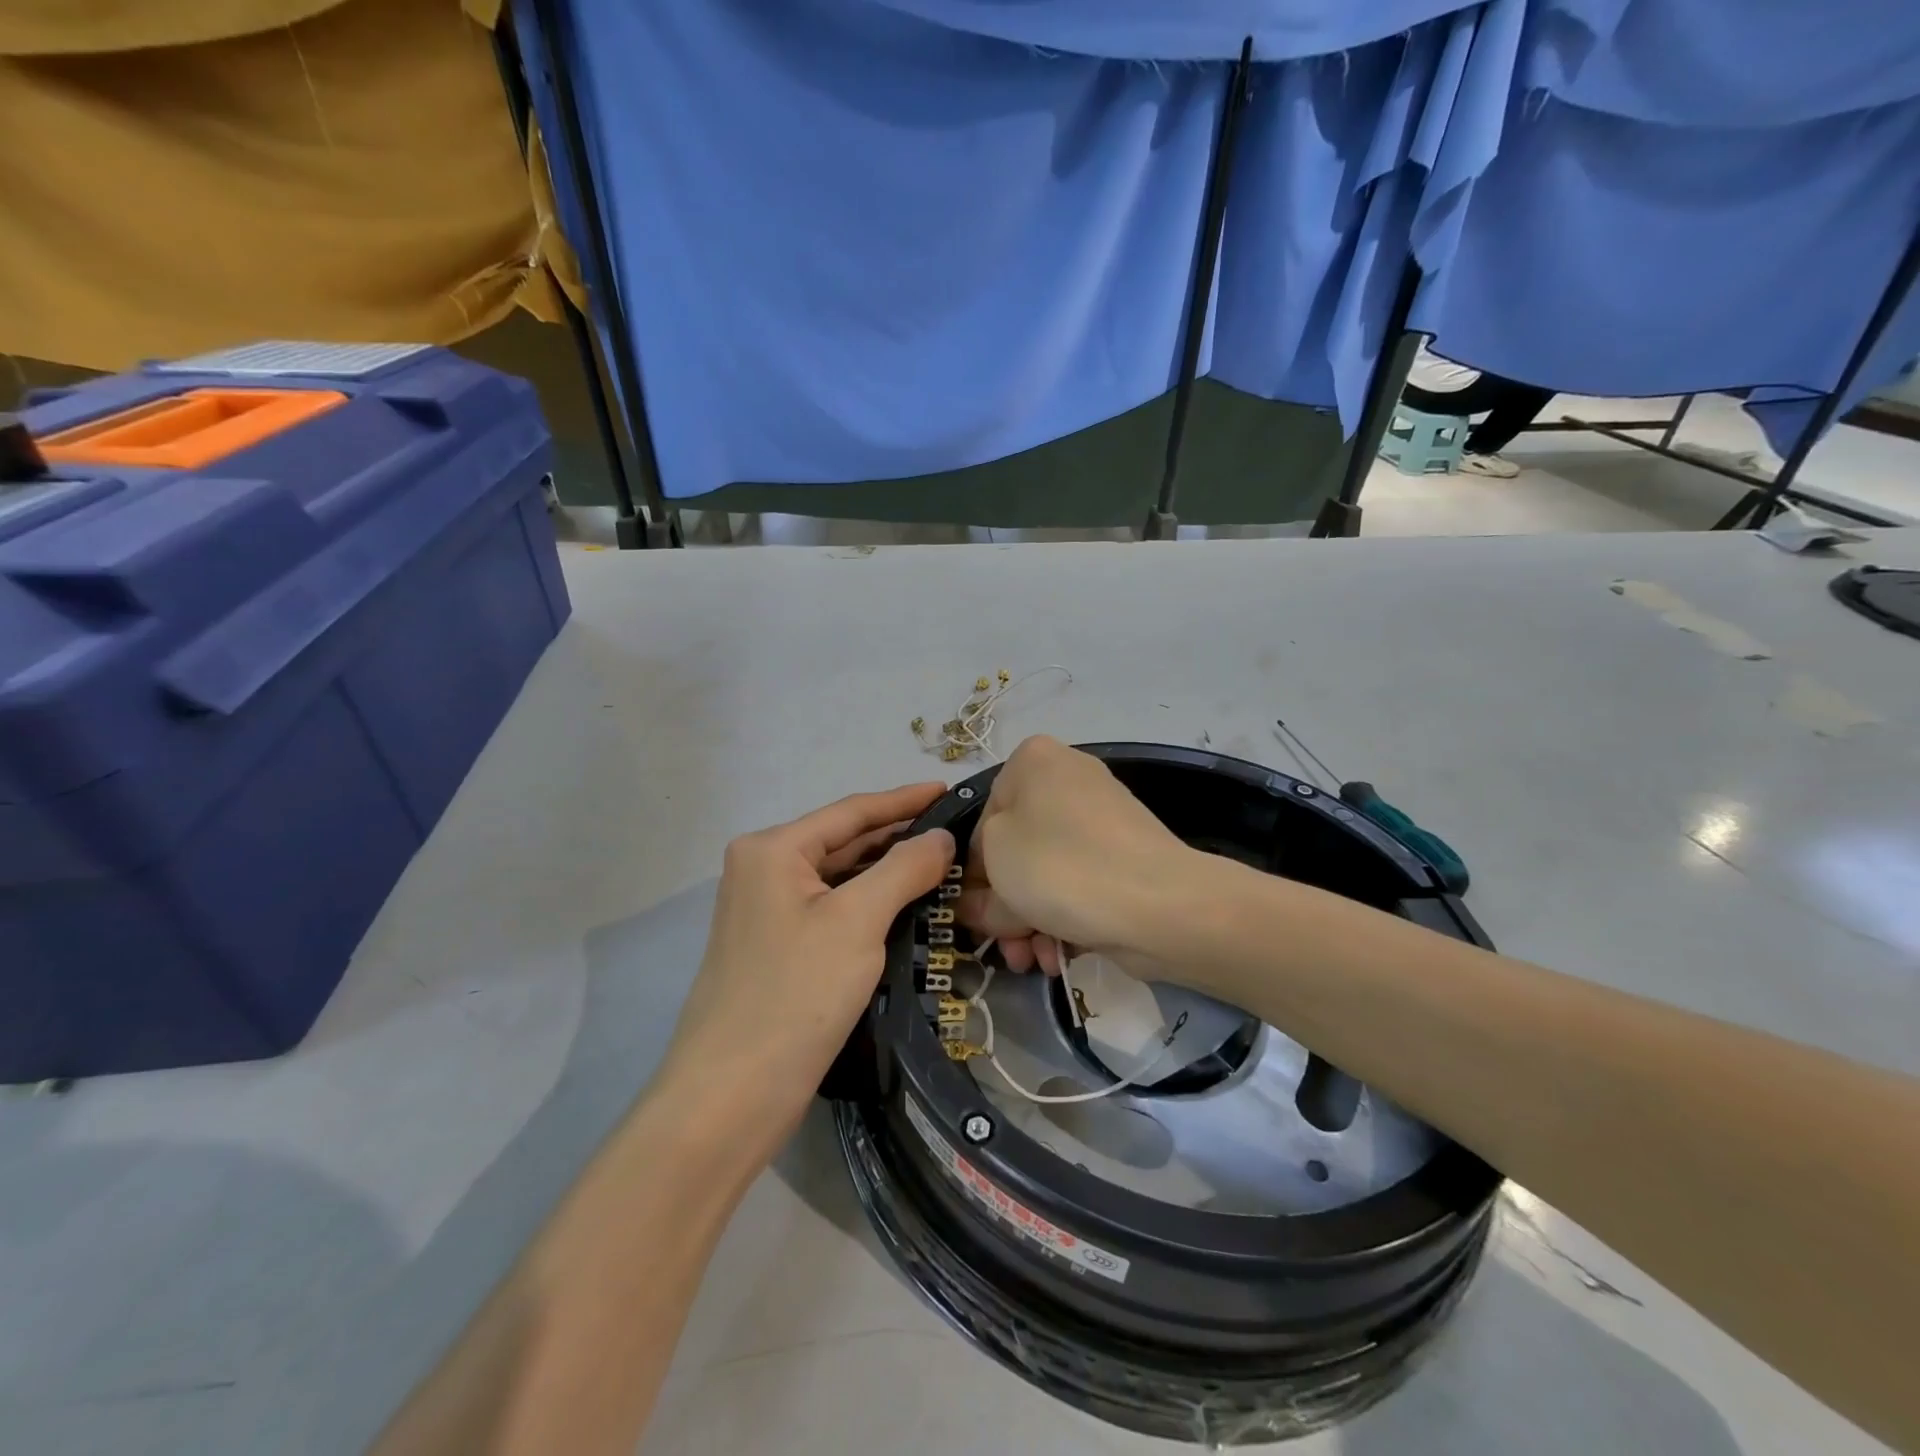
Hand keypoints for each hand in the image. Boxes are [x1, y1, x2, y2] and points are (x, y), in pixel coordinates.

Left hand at [657, 784, 954, 1158]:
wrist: (730, 1096)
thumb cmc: (795, 995)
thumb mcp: (858, 922)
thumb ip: (903, 869)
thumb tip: (941, 836)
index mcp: (772, 849)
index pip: (852, 811)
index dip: (904, 800)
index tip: (949, 790)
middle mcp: (763, 869)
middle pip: (844, 841)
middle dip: (899, 837)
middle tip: (957, 832)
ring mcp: (767, 911)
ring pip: (840, 878)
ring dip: (887, 872)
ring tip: (942, 864)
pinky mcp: (778, 948)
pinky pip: (833, 909)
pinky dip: (870, 904)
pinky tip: (906, 906)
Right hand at [958, 737, 1197, 973]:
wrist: (1160, 903)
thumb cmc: (1060, 867)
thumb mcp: (996, 871)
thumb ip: (975, 889)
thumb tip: (975, 907)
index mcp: (1033, 761)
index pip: (982, 821)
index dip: (973, 874)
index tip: (973, 915)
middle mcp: (1068, 779)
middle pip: (1016, 851)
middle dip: (1004, 906)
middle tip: (1002, 946)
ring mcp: (1102, 818)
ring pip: (1046, 873)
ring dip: (1029, 921)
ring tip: (1030, 960)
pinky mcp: (1126, 856)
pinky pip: (1079, 883)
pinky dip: (1063, 917)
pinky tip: (1055, 956)